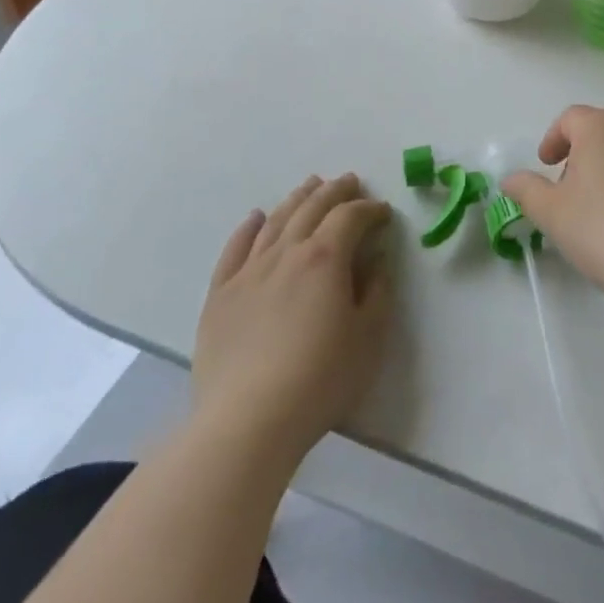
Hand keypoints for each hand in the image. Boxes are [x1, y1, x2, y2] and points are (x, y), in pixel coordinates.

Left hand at [193, 175, 394, 467]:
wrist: (247, 421)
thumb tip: (375, 260)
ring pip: (276, 221)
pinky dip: (248, 227)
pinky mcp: (220, 294)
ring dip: (297, 199)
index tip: (383, 212)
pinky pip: (235, 248)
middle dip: (335, 191)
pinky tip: (256, 217)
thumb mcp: (368, 337)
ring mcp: (249, 271)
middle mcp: (286, 252)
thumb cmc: (320, 380)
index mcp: (325, 258)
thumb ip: (376, 291)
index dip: (369, 209)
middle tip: (349, 181)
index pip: (350, 217)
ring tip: (310, 185)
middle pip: (312, 208)